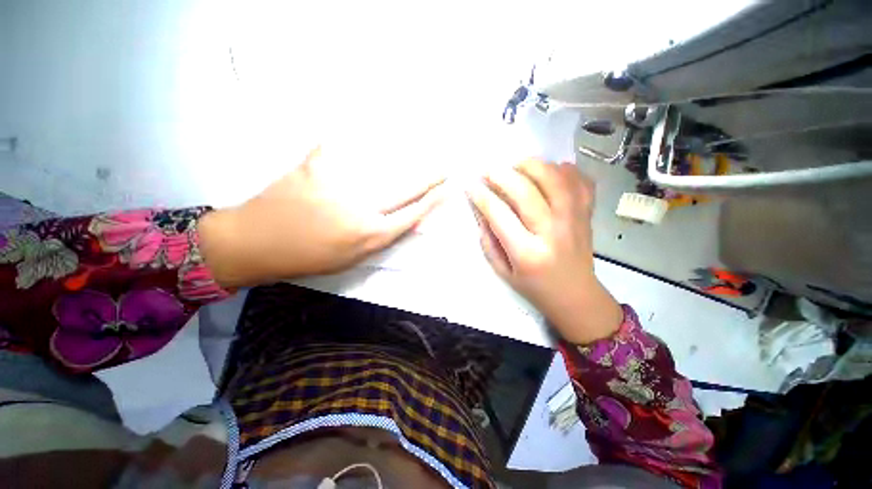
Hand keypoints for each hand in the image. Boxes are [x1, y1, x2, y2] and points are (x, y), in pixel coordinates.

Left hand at [199, 147, 443, 287]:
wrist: (256, 243)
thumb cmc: (309, 258)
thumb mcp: (352, 258)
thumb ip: (380, 239)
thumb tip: (406, 222)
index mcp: (369, 235)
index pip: (412, 214)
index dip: (433, 201)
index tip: (446, 190)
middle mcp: (361, 209)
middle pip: (405, 190)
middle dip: (429, 179)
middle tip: (444, 169)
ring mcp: (338, 185)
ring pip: (379, 167)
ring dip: (396, 161)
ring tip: (405, 153)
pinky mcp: (315, 166)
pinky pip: (339, 149)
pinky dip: (347, 143)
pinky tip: (351, 138)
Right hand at [467, 159, 622, 343]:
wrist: (576, 296)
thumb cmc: (534, 287)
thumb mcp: (503, 272)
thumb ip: (489, 242)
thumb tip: (481, 211)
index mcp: (527, 253)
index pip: (499, 215)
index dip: (482, 196)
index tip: (470, 186)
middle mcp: (552, 233)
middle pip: (526, 192)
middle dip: (502, 175)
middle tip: (488, 170)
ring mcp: (574, 220)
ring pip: (555, 180)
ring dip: (532, 166)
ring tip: (516, 165)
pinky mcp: (587, 215)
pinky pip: (580, 182)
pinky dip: (565, 170)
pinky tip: (551, 170)